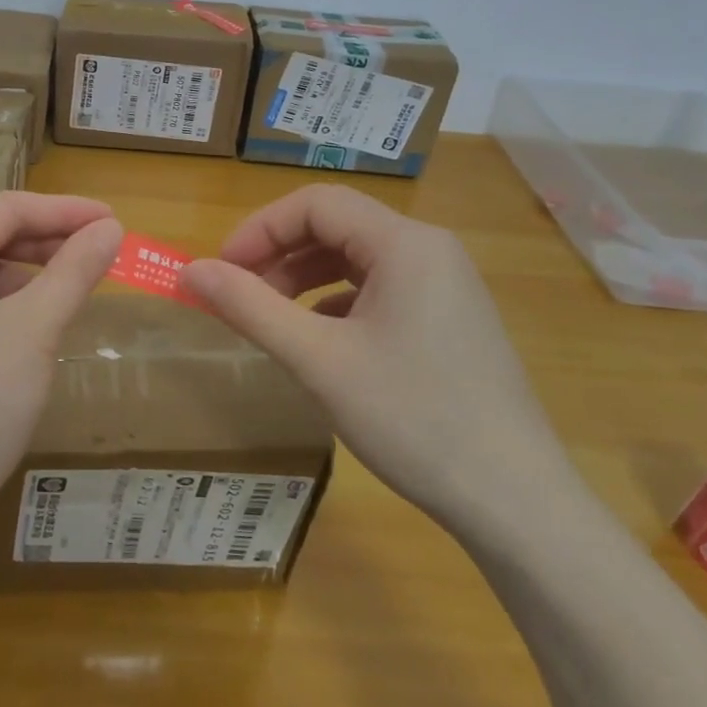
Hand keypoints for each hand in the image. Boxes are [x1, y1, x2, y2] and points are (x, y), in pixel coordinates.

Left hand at [0, 192, 122, 541]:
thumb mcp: (33, 329)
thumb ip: (73, 270)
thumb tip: (111, 229)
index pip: (3, 209)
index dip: (64, 211)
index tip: (113, 220)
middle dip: (45, 241)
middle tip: (101, 250)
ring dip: (25, 274)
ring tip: (72, 287)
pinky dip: (0, 305)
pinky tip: (33, 326)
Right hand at [183, 185, 577, 531]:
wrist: (516, 502)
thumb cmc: (412, 418)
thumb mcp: (318, 360)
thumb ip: (250, 307)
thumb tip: (190, 271)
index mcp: (404, 243)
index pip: (315, 204)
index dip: (259, 229)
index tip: (221, 271)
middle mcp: (429, 250)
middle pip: (336, 226)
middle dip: (278, 254)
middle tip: (238, 297)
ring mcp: (445, 285)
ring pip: (356, 259)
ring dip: (303, 278)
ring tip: (270, 319)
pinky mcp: (449, 319)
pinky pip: (379, 290)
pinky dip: (335, 303)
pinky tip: (318, 340)